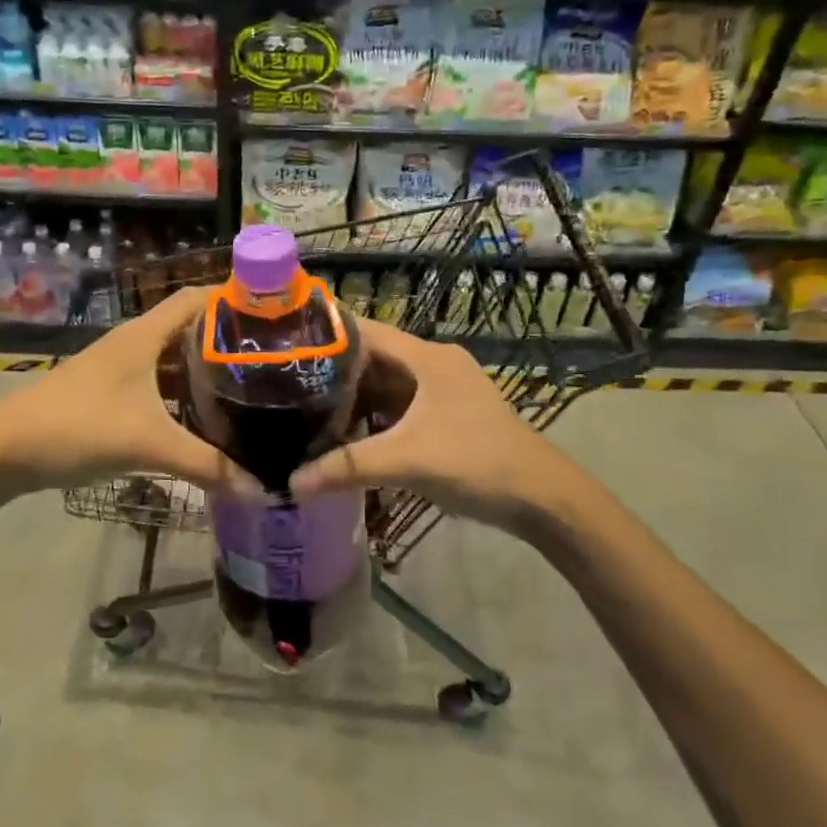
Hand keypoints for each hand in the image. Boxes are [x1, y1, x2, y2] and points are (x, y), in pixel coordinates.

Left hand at [0, 287, 262, 498]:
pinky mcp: (109, 394)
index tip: (272, 314)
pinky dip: (182, 394)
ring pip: (172, 359)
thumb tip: (263, 490)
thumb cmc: (78, 427)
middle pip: (189, 328)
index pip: (196, 298)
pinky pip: (157, 383)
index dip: (232, 299)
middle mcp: (134, 343)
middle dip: (226, 340)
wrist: (3, 451)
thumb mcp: (147, 445)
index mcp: (144, 335)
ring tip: (247, 388)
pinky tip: (202, 418)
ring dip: (204, 370)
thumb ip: (207, 466)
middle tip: (269, 359)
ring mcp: (119, 369)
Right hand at [290, 318, 585, 533]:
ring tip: (307, 408)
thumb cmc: (475, 461)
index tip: (286, 344)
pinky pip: (399, 408)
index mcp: (427, 357)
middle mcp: (433, 365)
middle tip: (287, 383)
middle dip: (334, 371)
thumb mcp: (407, 460)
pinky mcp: (447, 417)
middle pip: (374, 359)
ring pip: (386, 385)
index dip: (328, 334)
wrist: (540, 496)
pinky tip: (346, 434)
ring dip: (353, 397)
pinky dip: (373, 417)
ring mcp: (442, 392)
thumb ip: (347, 467)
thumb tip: (291, 483)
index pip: (366, 330)